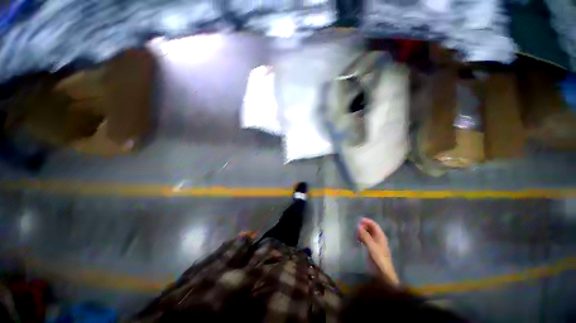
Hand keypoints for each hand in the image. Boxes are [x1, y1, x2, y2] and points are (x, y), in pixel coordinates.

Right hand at [358, 217, 399, 284]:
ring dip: (363, 232)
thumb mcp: (371, 245)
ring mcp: (376, 243)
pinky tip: (358, 239)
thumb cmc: (378, 257)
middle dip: (364, 226)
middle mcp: (379, 238)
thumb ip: (365, 235)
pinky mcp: (373, 248)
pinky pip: (367, 239)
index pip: (374, 225)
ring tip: (356, 233)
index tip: (359, 220)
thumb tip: (358, 226)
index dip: (367, 221)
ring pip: (369, 234)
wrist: (383, 272)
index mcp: (380, 236)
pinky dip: (363, 237)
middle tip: (356, 227)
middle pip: (371, 229)